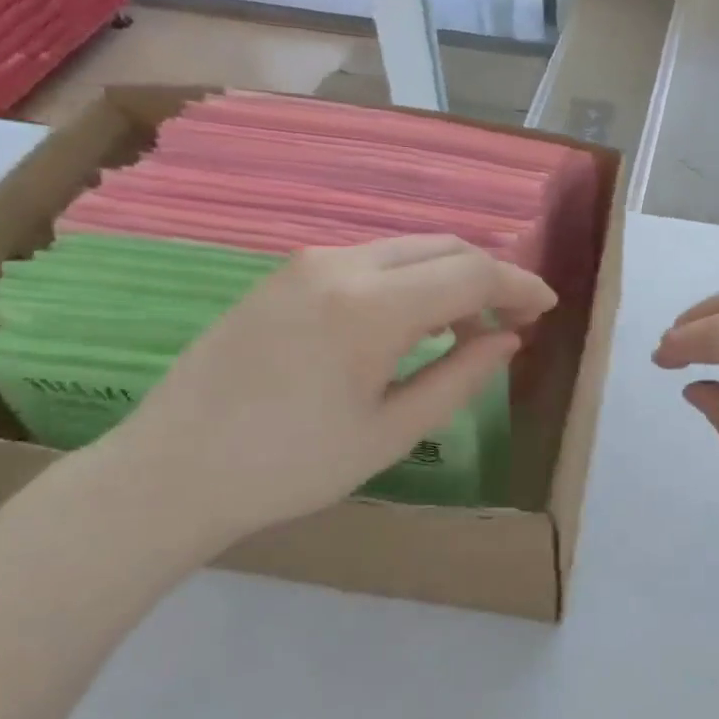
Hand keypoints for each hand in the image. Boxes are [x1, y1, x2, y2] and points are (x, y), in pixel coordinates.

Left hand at [90, 235, 555, 560]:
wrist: (172, 471)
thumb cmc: (290, 466)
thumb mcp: (391, 433)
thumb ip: (460, 378)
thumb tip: (508, 340)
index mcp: (371, 306)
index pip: (471, 272)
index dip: (519, 285)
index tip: (547, 308)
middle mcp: (341, 264)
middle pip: (443, 247)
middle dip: (489, 276)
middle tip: (513, 320)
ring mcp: (307, 263)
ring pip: (407, 249)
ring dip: (448, 277)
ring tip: (465, 330)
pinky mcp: (284, 274)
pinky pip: (370, 260)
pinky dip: (409, 280)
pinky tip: (410, 324)